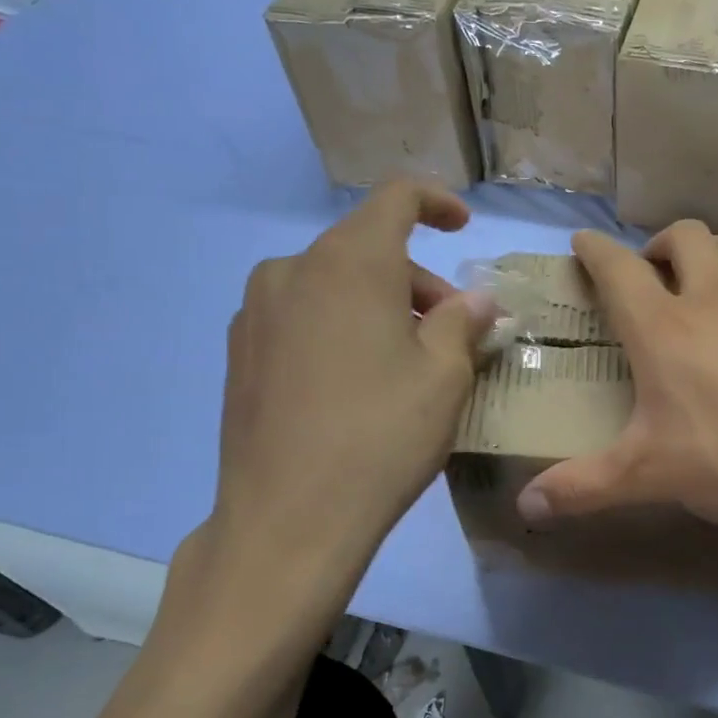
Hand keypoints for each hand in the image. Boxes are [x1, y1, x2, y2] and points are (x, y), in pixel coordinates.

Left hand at [159, 182, 497, 668]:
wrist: (286, 519)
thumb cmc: (381, 436)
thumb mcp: (444, 376)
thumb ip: (464, 321)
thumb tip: (477, 298)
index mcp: (349, 262)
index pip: (395, 198)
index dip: (436, 202)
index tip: (463, 227)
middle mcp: (293, 270)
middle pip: (367, 249)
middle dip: (418, 278)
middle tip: (453, 329)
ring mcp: (257, 311)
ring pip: (333, 284)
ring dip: (380, 304)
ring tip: (408, 361)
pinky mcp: (240, 352)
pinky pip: (303, 316)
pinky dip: (341, 326)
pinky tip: (358, 382)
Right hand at [517, 223, 717, 553]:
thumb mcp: (646, 476)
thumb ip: (581, 488)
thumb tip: (525, 509)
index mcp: (663, 328)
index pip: (619, 269)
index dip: (595, 250)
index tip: (581, 242)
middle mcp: (713, 299)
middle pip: (684, 236)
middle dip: (658, 243)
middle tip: (649, 271)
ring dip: (711, 249)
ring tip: (702, 278)